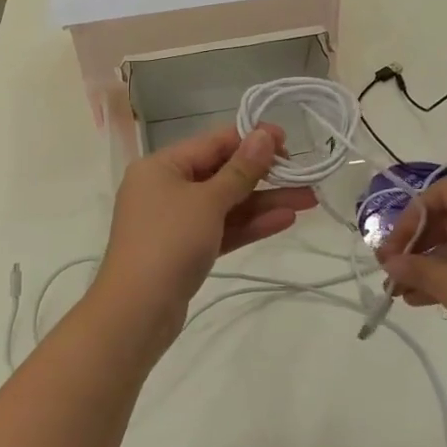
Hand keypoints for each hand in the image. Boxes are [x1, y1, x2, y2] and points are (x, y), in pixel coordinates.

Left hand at [91, 124, 315, 349]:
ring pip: (226, 204)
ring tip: (309, 200)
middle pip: (221, 173)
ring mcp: (175, 222)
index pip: (213, 143)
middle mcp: (165, 188)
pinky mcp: (185, 251)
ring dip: (264, 202)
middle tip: (305, 175)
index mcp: (161, 166)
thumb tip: (264, 135)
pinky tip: (285, 220)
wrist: (137, 311)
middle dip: (265, 175)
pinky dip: (249, 224)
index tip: (289, 141)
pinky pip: (221, 229)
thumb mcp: (208, 201)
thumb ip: (240, 170)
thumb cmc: (169, 242)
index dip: (251, 139)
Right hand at [377, 178, 446, 386]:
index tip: (398, 242)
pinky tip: (421, 301)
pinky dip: (446, 279)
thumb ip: (416, 269)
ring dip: (426, 265)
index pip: (445, 191)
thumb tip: (391, 262)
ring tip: (398, 291)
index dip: (415, 210)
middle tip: (390, 268)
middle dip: (415, 243)